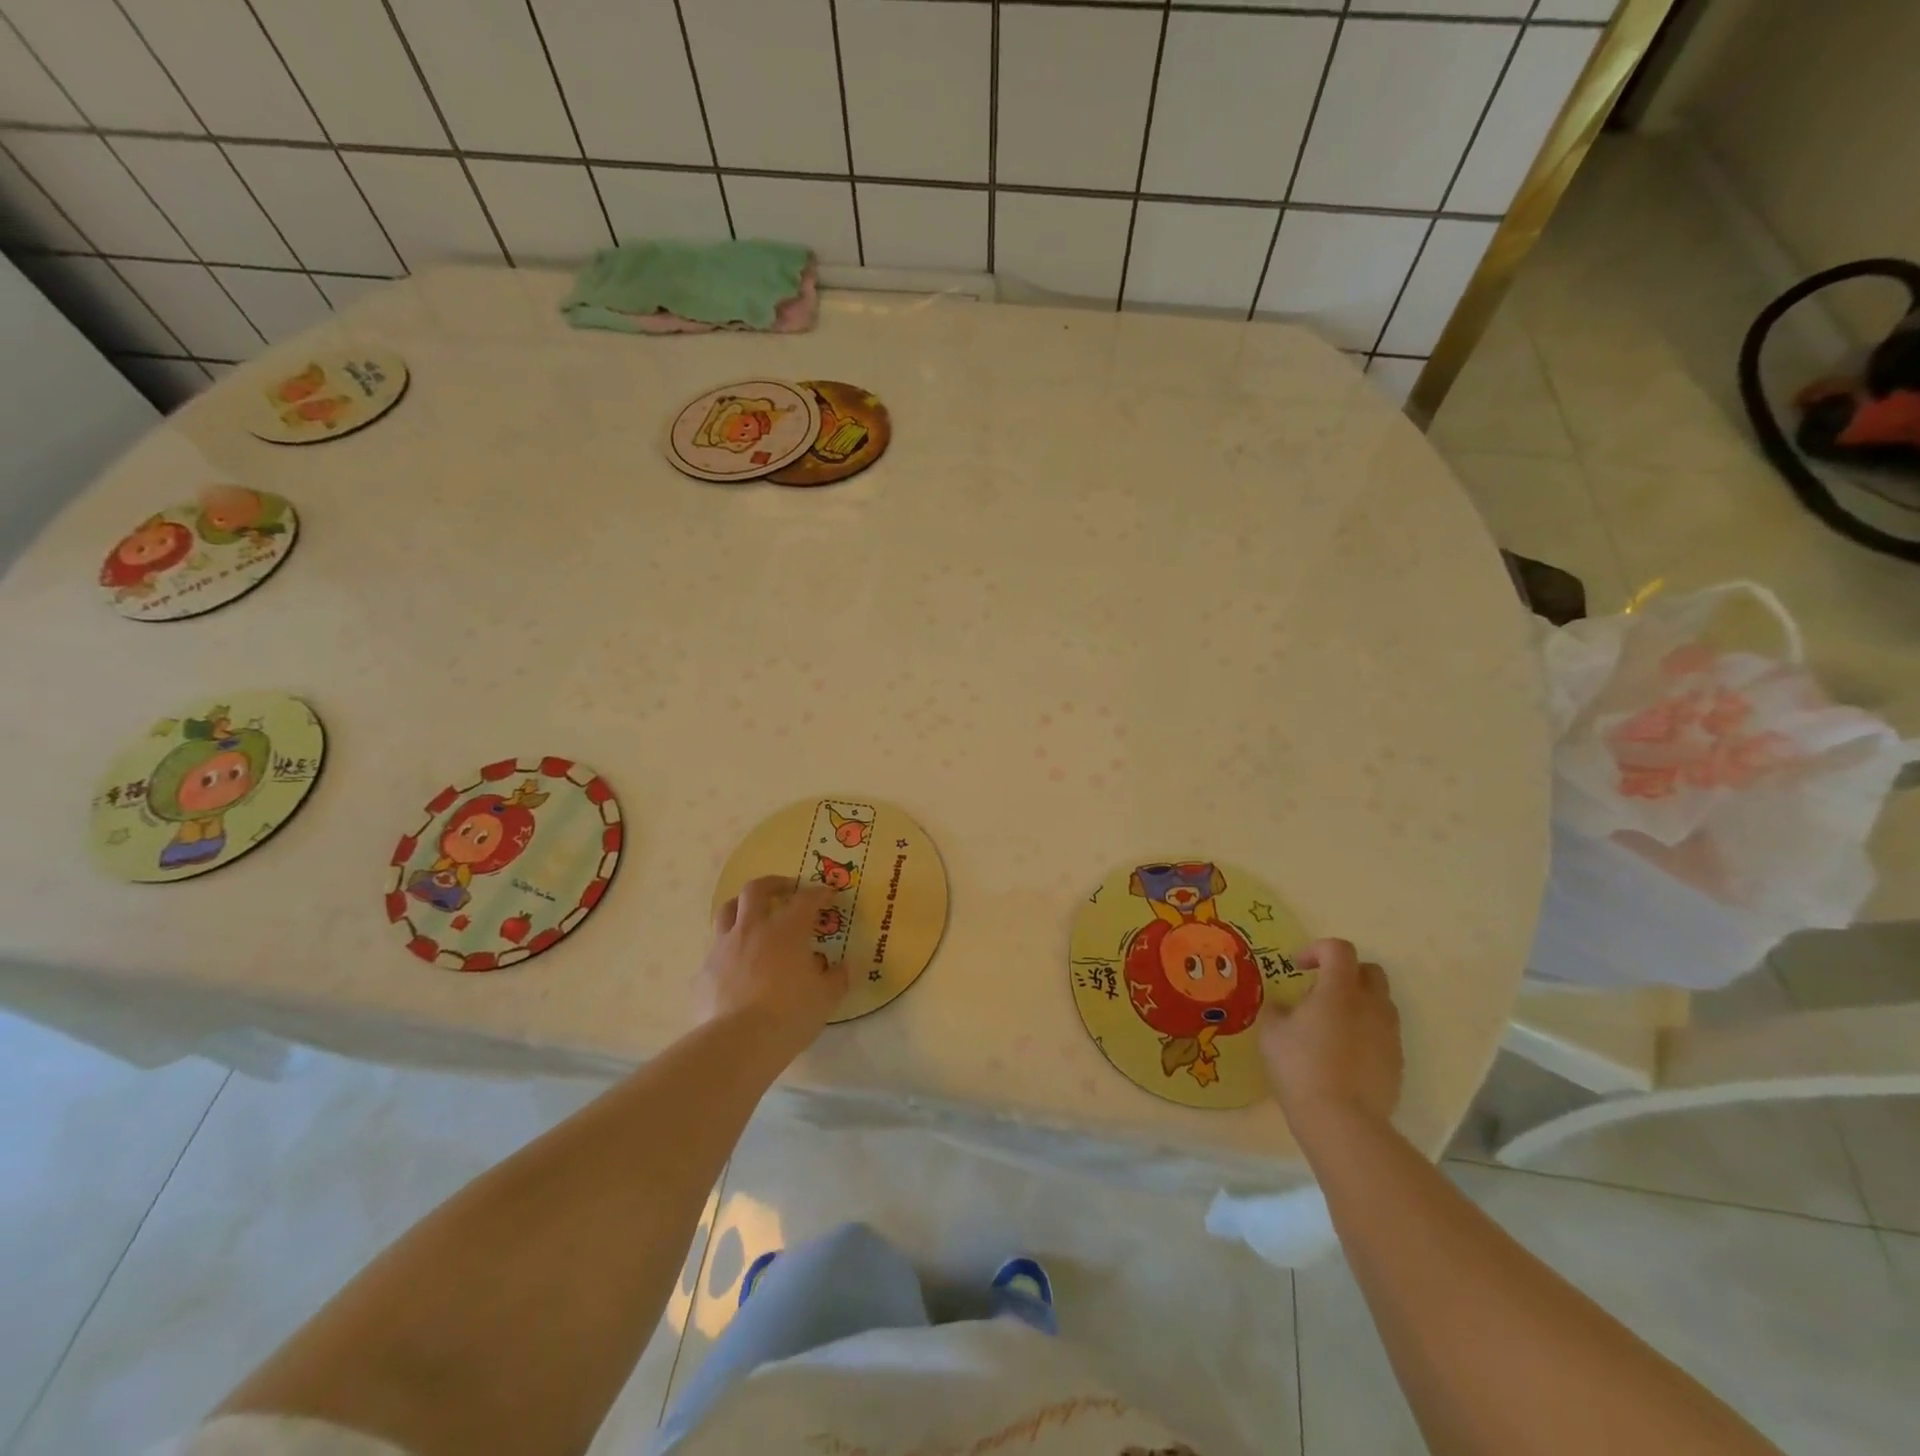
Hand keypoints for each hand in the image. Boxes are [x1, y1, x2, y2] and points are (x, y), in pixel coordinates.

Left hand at [702, 876, 847, 1051]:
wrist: (737, 1043)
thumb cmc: (790, 1015)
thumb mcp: (826, 998)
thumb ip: (837, 978)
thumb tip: (842, 966)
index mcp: (786, 930)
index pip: (805, 899)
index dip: (818, 893)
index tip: (827, 893)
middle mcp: (752, 929)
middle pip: (756, 890)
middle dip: (774, 883)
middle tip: (787, 889)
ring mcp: (724, 947)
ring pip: (727, 910)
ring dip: (742, 906)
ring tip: (754, 916)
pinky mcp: (706, 970)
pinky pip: (717, 948)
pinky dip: (731, 947)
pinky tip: (739, 963)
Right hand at [1259, 938, 1402, 1138]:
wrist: (1342, 1122)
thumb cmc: (1300, 1067)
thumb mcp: (1272, 1034)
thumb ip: (1278, 1011)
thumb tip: (1284, 1008)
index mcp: (1340, 990)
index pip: (1338, 949)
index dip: (1317, 949)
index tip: (1297, 967)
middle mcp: (1371, 1005)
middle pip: (1369, 971)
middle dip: (1345, 973)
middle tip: (1319, 991)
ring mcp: (1389, 1035)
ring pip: (1380, 1003)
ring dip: (1358, 1003)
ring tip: (1331, 1026)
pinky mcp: (1397, 1062)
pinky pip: (1383, 1033)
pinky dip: (1366, 1032)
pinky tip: (1343, 1055)